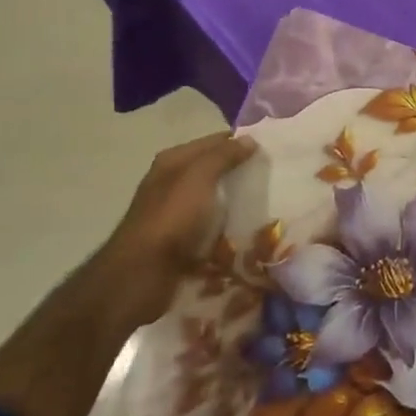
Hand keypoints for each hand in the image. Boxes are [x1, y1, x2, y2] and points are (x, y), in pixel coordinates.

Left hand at [104, 131, 257, 320]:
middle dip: (240, 173)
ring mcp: (175, 213)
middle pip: (214, 170)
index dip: (240, 143)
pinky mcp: (181, 241)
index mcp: (172, 161)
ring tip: (267, 204)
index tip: (270, 150)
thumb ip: (224, 156)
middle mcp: (172, 183)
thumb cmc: (171, 218)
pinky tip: (248, 231)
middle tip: (273, 178)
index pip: (214, 142)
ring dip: (236, 202)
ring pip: (214, 200)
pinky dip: (227, 227)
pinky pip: (211, 227)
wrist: (142, 275)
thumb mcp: (199, 177)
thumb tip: (249, 140)